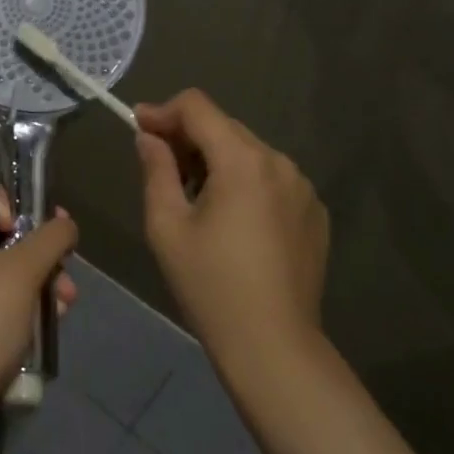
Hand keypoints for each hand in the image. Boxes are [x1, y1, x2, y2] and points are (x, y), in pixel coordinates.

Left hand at [0, 156, 78, 416]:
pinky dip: (25, 289)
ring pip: (0, 248)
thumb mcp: (23, 271)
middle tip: (57, 254)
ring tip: (66, 295)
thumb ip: (51, 235)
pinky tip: (55, 312)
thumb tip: (66, 223)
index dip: (0, 187)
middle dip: (32, 234)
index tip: (16, 223)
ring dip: (38, 266)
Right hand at [134, 90, 328, 369]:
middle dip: (188, 137)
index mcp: (242, 160)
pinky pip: (272, 180)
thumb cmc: (210, 285)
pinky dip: (246, 184)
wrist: (273, 346)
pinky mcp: (315, 212)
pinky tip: (233, 222)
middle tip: (160, 165)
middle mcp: (279, 162)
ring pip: (249, 153)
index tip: (138, 127)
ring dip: (217, 161)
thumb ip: (156, 170)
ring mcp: (303, 187)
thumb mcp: (167, 226)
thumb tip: (149, 138)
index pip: (198, 107)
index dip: (163, 111)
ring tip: (196, 198)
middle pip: (225, 127)